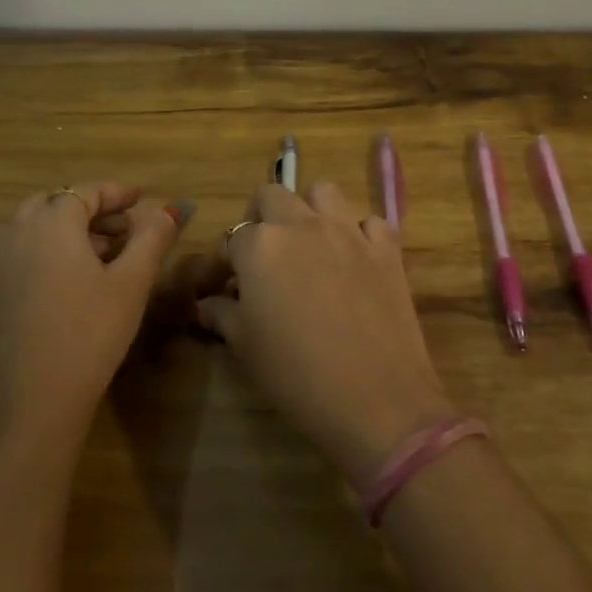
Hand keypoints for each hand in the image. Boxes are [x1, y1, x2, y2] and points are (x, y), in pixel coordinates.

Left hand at [0, 182, 180, 452]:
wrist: (28, 406)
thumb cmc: (88, 335)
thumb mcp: (131, 284)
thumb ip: (152, 239)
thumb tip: (169, 210)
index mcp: (50, 223)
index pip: (85, 192)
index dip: (116, 192)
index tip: (142, 197)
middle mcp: (16, 234)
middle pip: (55, 203)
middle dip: (91, 209)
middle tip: (124, 226)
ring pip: (36, 228)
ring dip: (70, 229)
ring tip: (107, 252)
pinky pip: (23, 253)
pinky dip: (50, 250)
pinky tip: (76, 280)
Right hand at [200, 183, 454, 487]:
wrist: (375, 398)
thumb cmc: (297, 375)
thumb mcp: (246, 346)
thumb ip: (222, 314)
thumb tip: (205, 304)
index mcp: (261, 245)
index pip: (231, 237)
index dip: (224, 261)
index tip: (223, 285)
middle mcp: (303, 225)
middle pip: (273, 195)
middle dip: (261, 218)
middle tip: (262, 255)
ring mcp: (349, 231)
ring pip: (323, 192)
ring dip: (310, 210)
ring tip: (308, 244)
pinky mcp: (386, 248)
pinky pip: (369, 222)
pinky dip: (359, 232)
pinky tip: (355, 259)